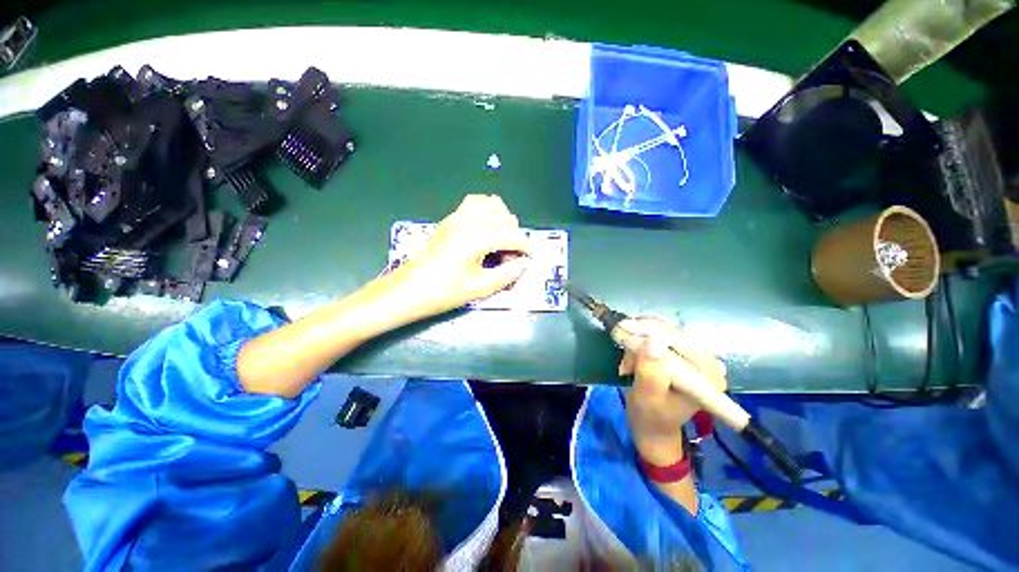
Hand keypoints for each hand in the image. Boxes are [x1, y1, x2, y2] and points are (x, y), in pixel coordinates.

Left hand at [394, 195, 529, 316]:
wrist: (408, 291)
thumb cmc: (443, 293)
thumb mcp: (480, 288)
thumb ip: (507, 274)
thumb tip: (524, 263)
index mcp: (476, 239)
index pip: (511, 235)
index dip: (525, 246)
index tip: (530, 258)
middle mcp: (468, 222)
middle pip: (504, 218)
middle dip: (514, 236)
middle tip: (511, 258)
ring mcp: (457, 217)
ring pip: (491, 204)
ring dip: (503, 219)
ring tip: (503, 239)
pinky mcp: (450, 219)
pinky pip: (474, 203)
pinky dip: (487, 210)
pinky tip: (488, 227)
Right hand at [619, 317, 726, 463]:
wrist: (653, 424)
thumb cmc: (650, 417)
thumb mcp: (647, 399)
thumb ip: (651, 373)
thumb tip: (652, 342)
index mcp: (707, 377)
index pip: (678, 341)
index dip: (648, 332)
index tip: (621, 331)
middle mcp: (709, 362)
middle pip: (671, 331)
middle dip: (640, 333)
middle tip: (617, 339)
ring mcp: (697, 355)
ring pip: (663, 329)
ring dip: (638, 336)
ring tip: (626, 358)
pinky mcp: (685, 351)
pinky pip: (660, 331)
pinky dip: (641, 336)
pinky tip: (632, 352)